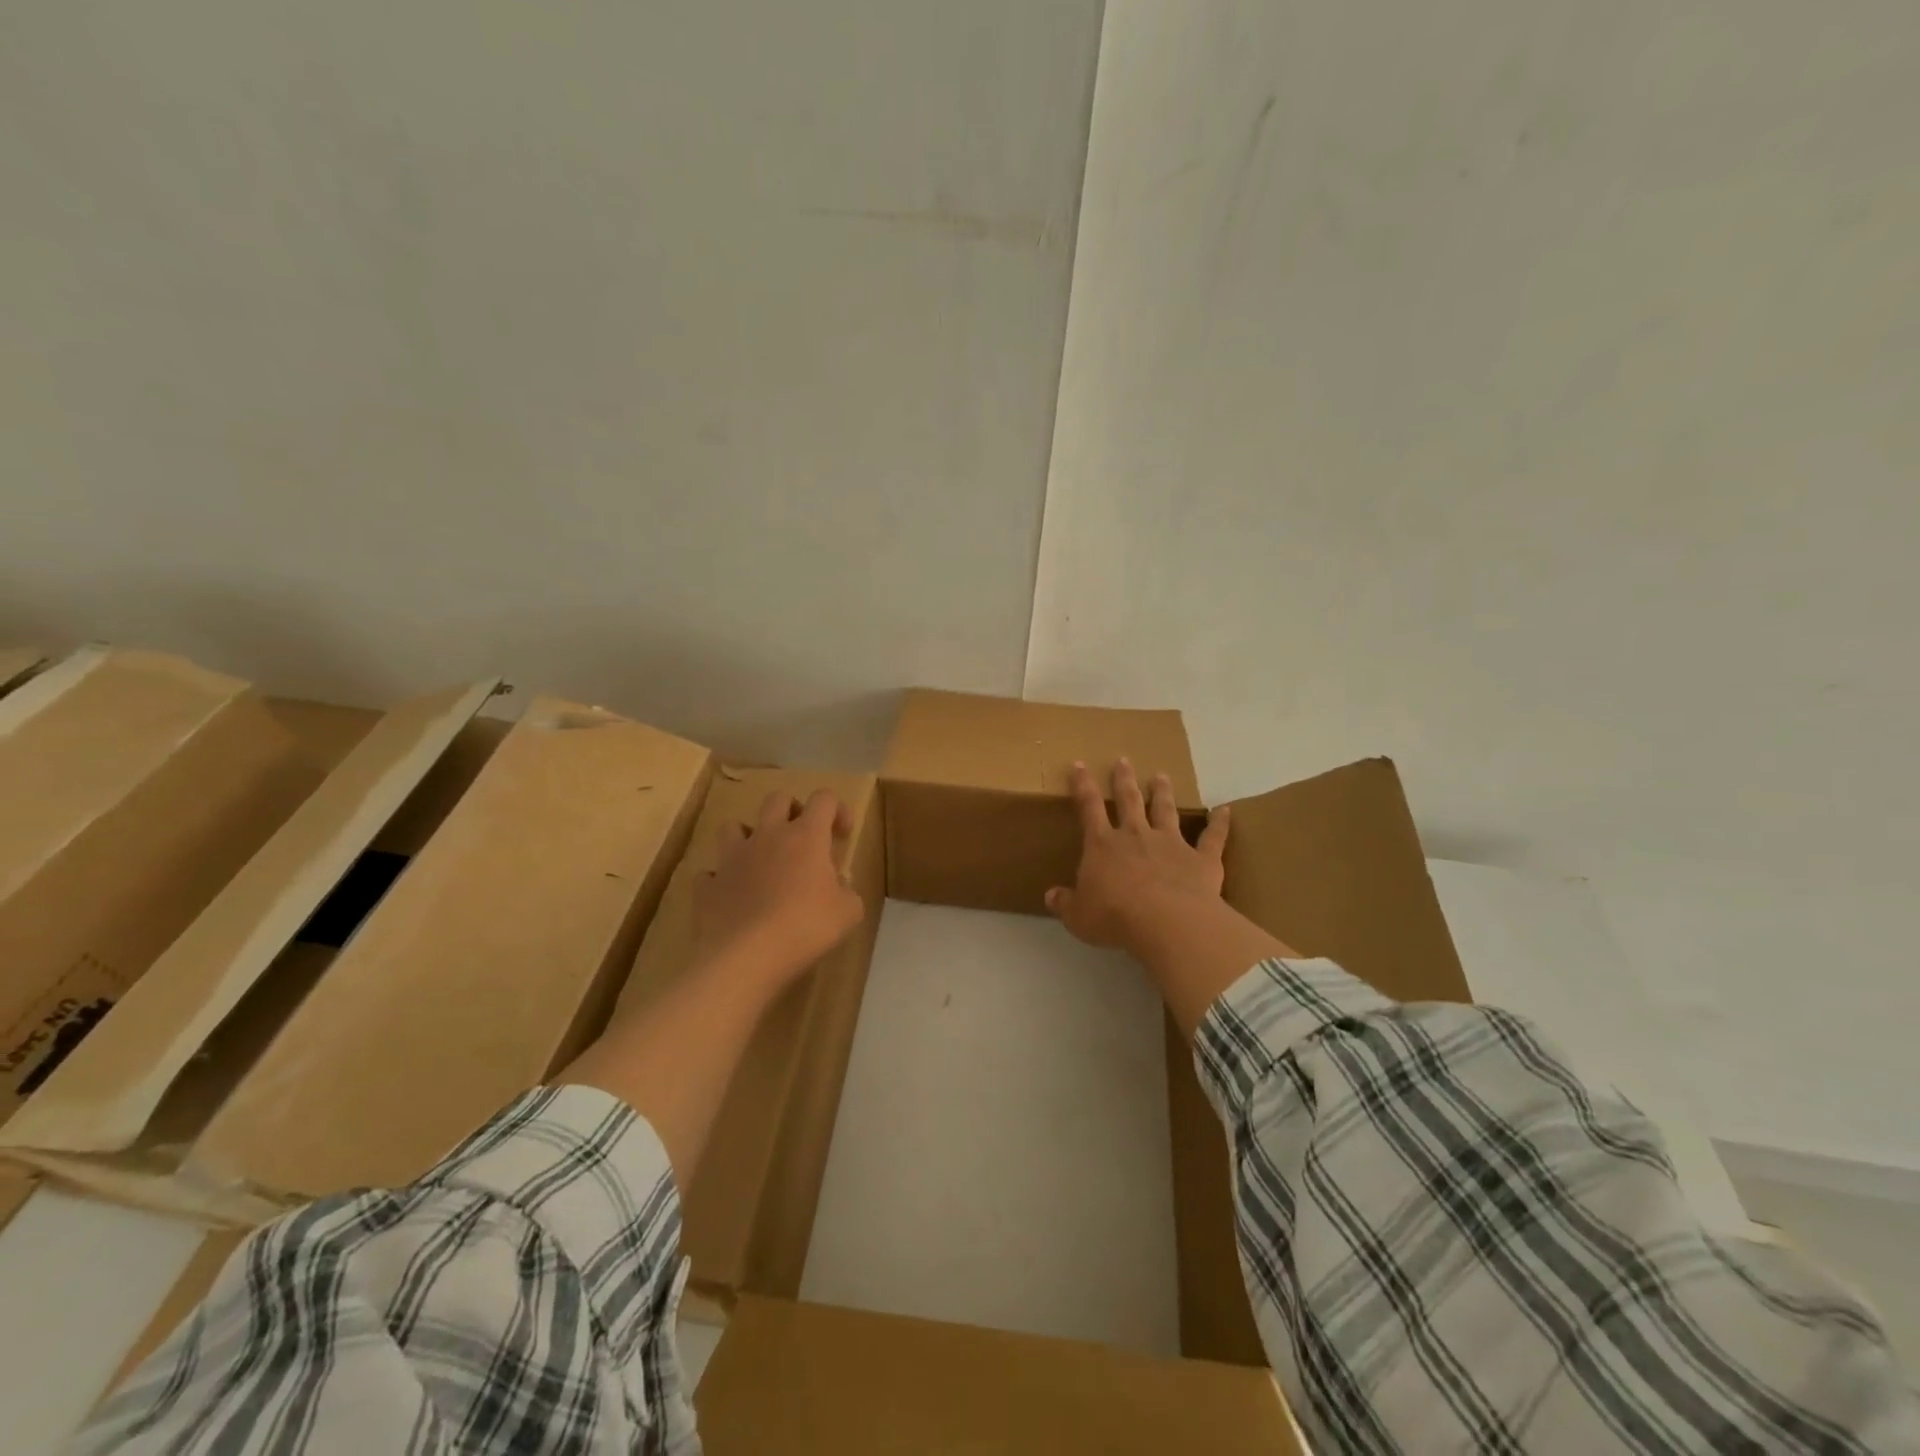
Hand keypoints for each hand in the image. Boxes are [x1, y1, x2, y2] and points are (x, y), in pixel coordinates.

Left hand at [694, 789, 865, 986]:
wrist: (747, 957)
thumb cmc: (806, 927)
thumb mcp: (848, 912)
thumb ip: (847, 891)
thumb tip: (840, 885)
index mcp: (806, 836)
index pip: (824, 799)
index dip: (837, 809)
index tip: (842, 834)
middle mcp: (767, 836)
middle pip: (777, 799)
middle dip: (792, 809)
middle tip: (802, 837)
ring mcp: (732, 858)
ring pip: (733, 826)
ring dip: (748, 836)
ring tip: (759, 860)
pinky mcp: (708, 885)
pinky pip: (711, 873)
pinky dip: (722, 880)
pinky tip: (732, 896)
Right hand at [1046, 759, 1229, 955]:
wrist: (1167, 923)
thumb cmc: (1115, 918)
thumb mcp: (1079, 916)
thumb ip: (1065, 903)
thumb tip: (1051, 896)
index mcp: (1103, 846)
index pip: (1089, 808)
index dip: (1083, 786)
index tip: (1080, 765)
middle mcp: (1136, 836)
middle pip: (1130, 801)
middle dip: (1124, 780)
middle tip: (1124, 760)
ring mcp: (1171, 844)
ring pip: (1166, 811)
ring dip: (1163, 793)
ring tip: (1161, 776)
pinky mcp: (1202, 860)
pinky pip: (1213, 838)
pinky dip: (1220, 824)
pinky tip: (1226, 810)